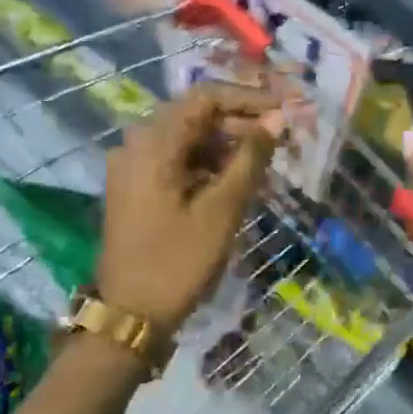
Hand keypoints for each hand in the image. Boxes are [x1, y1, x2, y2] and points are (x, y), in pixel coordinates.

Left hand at [98, 83, 283, 337]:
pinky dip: (206, 164)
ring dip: (225, 144)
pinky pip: (175, 160)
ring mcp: (132, 167)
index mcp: (153, 143)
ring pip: (186, 139)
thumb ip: (250, 159)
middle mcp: (136, 144)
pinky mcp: (135, 187)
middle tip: (280, 138)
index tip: (283, 111)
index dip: (248, 99)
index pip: (204, 97)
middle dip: (239, 122)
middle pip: (194, 115)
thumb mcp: (222, 210)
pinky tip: (235, 180)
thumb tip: (276, 120)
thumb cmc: (178, 262)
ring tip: (264, 161)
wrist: (129, 316)